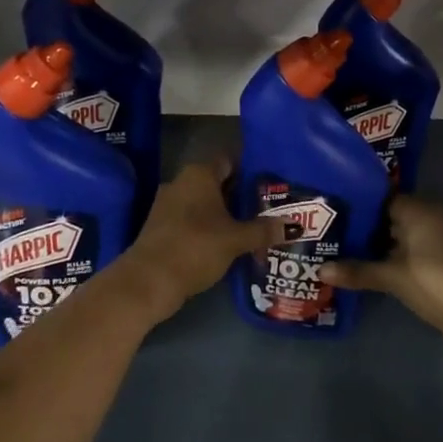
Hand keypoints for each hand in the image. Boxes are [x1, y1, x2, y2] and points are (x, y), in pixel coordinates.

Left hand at [120, 157, 281, 324]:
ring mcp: (169, 204)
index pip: (231, 160)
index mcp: (199, 174)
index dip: (252, 168)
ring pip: (206, 202)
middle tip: (270, 206)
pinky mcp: (162, 227)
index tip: (273, 181)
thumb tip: (294, 225)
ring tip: (255, 226)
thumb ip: (264, 230)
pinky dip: (211, 227)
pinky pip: (193, 219)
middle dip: (242, 194)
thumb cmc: (195, 247)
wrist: (148, 281)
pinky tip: (229, 242)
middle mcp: (182, 182)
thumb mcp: (235, 239)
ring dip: (227, 213)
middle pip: (219, 182)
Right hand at [322, 195, 442, 358]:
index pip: (381, 197)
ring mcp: (438, 241)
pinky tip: (367, 270)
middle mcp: (430, 217)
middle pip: (390, 216)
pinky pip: (409, 253)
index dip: (356, 203)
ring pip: (399, 237)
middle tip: (329, 231)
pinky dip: (391, 260)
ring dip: (377, 246)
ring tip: (341, 250)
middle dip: (363, 226)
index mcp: (419, 209)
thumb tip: (319, 270)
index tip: (331, 209)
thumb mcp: (392, 277)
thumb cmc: (435, 282)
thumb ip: (357, 271)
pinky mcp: (442, 263)